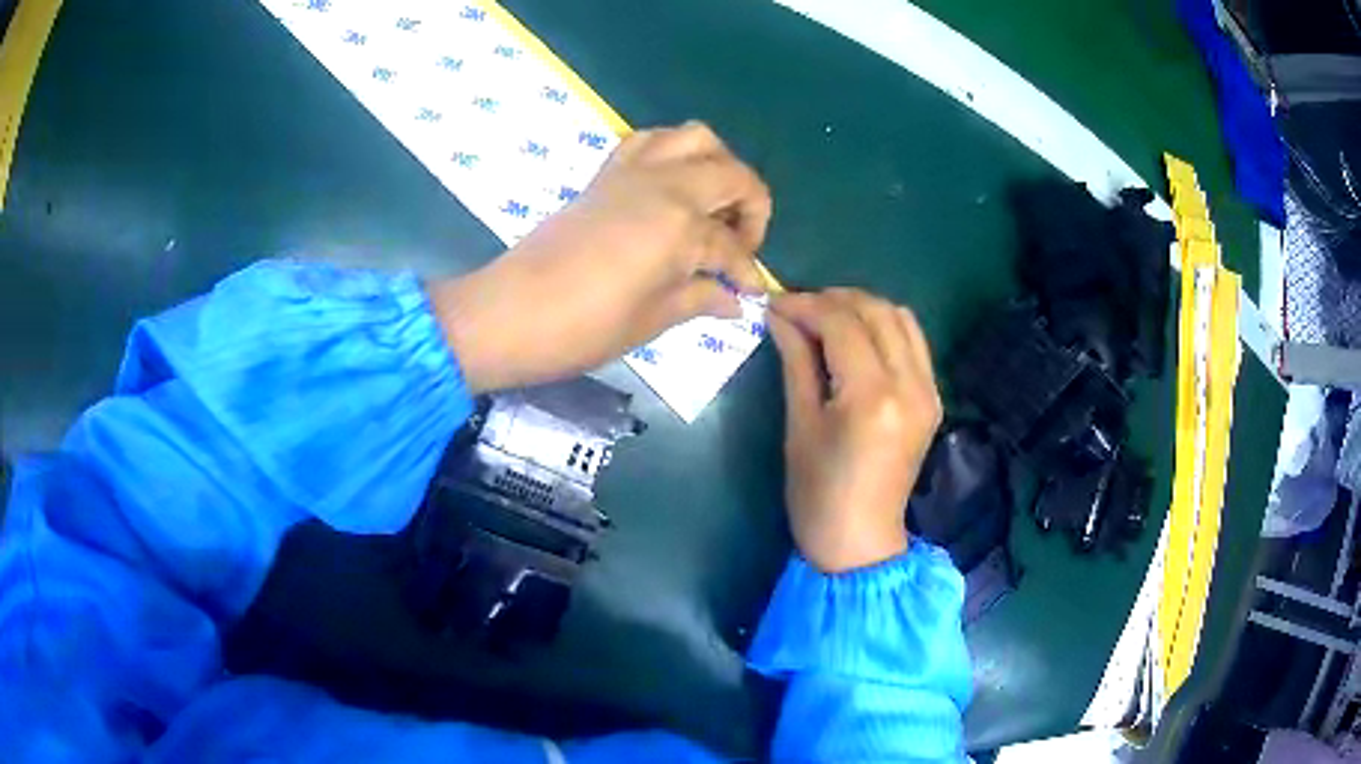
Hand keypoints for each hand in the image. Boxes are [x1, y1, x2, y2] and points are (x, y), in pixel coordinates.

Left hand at [429, 121, 771, 392]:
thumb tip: (733, 300)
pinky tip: (670, 186)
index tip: (750, 292)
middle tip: (738, 244)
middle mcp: (665, 186)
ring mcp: (633, 173)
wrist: (511, 312)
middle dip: (751, 206)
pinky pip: (649, 140)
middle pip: (732, 173)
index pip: (733, 246)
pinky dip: (671, 152)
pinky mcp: (606, 173)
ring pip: (695, 138)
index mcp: (682, 227)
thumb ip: (700, 299)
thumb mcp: (652, 320)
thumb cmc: (585, 327)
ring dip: (717, 164)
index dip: (747, 272)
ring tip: (712, 204)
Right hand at [768, 289, 942, 572]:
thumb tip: (780, 315)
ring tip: (826, 318)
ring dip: (862, 308)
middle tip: (798, 309)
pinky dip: (884, 327)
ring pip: (901, 318)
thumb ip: (796, 361)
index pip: (842, 323)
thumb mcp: (799, 424)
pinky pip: (913, 342)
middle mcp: (910, 384)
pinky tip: (857, 339)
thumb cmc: (817, 492)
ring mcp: (928, 390)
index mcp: (872, 396)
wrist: (859, 540)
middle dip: (834, 299)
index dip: (805, 305)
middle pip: (876, 311)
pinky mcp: (933, 398)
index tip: (774, 303)